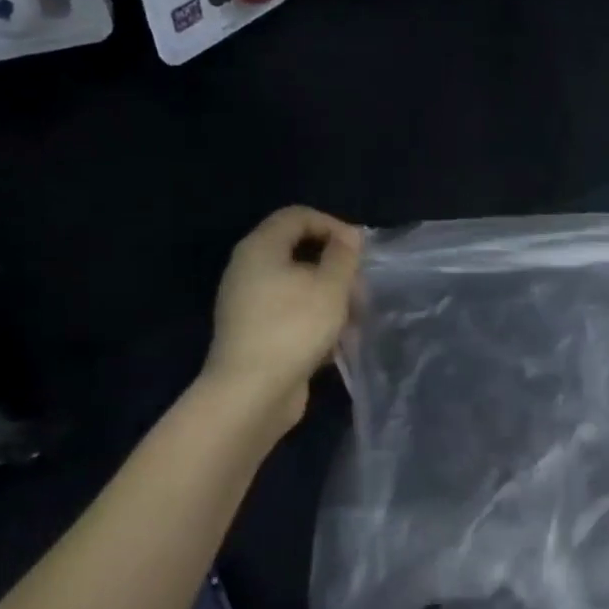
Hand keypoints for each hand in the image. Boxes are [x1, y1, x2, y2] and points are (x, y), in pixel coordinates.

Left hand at [200, 207, 362, 429]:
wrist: (251, 393)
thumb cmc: (294, 328)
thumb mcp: (330, 286)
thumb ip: (343, 256)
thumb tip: (350, 235)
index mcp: (260, 249)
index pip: (297, 216)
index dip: (332, 225)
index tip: (359, 251)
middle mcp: (248, 270)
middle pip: (298, 251)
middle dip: (335, 266)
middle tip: (360, 289)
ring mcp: (249, 303)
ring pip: (298, 285)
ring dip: (330, 297)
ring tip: (354, 320)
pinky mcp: (255, 332)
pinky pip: (291, 312)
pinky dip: (315, 319)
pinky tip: (336, 342)